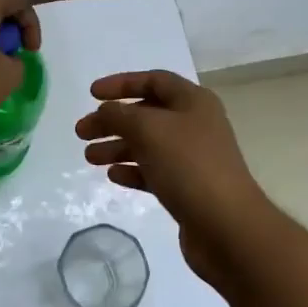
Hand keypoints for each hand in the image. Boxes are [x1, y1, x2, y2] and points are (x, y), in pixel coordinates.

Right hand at [75, 70, 272, 285]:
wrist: (226, 226)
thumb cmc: (188, 166)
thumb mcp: (148, 129)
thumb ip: (119, 114)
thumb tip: (106, 111)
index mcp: (193, 102)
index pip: (153, 80)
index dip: (121, 84)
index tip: (91, 95)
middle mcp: (195, 125)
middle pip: (146, 114)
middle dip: (112, 121)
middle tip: (81, 132)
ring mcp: (192, 158)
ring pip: (147, 145)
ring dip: (117, 147)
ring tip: (89, 158)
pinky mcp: (187, 188)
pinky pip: (153, 172)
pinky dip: (132, 171)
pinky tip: (113, 177)